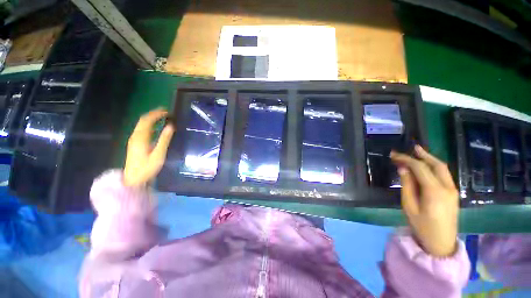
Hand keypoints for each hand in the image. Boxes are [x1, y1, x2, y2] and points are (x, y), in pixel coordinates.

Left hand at [123, 108, 174, 186]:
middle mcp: (135, 136)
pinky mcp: (135, 143)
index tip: (167, 111)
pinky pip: (142, 129)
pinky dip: (149, 125)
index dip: (157, 114)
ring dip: (151, 119)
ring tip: (163, 117)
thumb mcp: (158, 154)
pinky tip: (156, 127)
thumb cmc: (147, 168)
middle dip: (154, 114)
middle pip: (143, 120)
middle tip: (166, 112)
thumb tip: (171, 126)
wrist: (133, 179)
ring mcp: (134, 139)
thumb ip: (164, 140)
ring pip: (142, 124)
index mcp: (140, 137)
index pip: (147, 120)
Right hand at [390, 145, 458, 256]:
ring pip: (443, 168)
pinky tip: (427, 166)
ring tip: (418, 152)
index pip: (420, 168)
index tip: (394, 155)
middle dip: (422, 155)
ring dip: (430, 159)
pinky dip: (434, 167)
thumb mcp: (409, 206)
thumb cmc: (422, 226)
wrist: (441, 244)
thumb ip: (407, 186)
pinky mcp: (453, 193)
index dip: (407, 159)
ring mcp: (453, 190)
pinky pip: (444, 175)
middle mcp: (447, 187)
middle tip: (410, 148)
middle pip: (436, 165)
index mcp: (435, 191)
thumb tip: (403, 169)